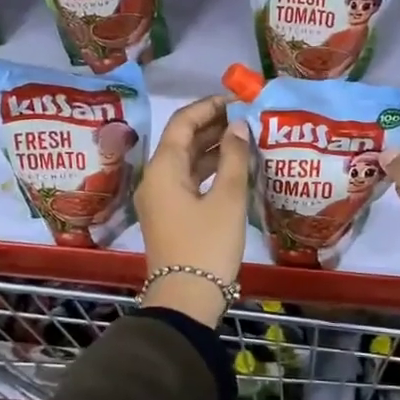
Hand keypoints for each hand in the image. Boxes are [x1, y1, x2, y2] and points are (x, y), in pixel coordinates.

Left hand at [135, 95, 251, 326]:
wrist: (185, 299)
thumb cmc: (207, 245)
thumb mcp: (227, 199)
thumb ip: (233, 157)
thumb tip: (238, 126)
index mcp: (163, 168)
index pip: (182, 122)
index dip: (208, 107)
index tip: (236, 99)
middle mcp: (155, 178)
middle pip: (181, 140)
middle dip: (211, 125)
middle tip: (244, 117)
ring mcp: (160, 198)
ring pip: (185, 161)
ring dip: (211, 147)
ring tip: (244, 137)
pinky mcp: (169, 215)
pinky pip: (187, 180)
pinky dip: (208, 169)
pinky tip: (232, 167)